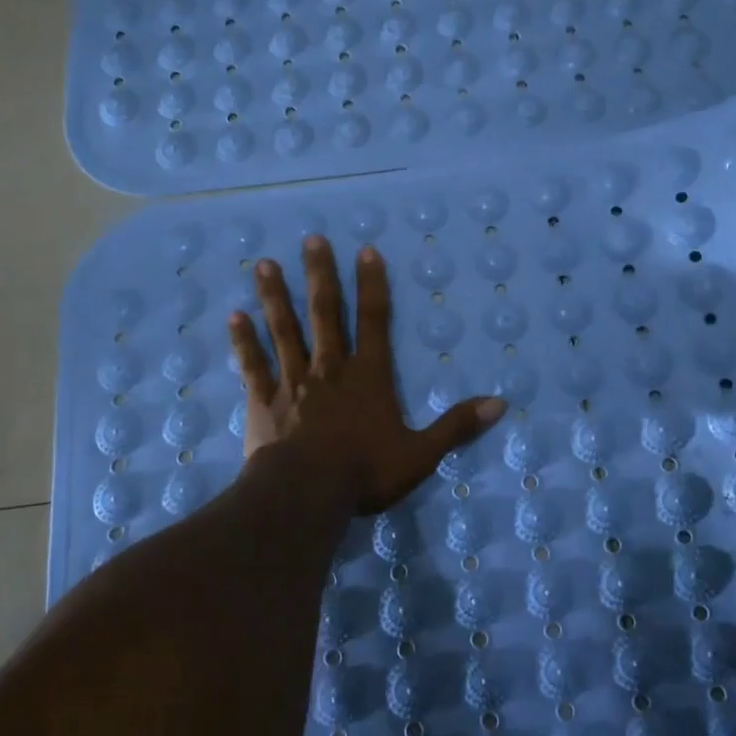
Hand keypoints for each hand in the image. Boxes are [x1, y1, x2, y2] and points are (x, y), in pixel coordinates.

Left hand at [228, 236, 506, 515]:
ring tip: (264, 264)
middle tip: (310, 240)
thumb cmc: (364, 472)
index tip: (366, 250)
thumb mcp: (420, 454)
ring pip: (284, 329)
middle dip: (319, 275)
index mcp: (367, 375)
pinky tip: (234, 317)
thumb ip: (457, 426)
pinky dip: (244, 341)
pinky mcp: (264, 401)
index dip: (372, 284)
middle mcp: (329, 368)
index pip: (374, 320)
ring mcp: (293, 381)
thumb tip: (501, 404)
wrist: (305, 495)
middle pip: (324, 313)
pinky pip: (253, 364)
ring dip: (275, 296)